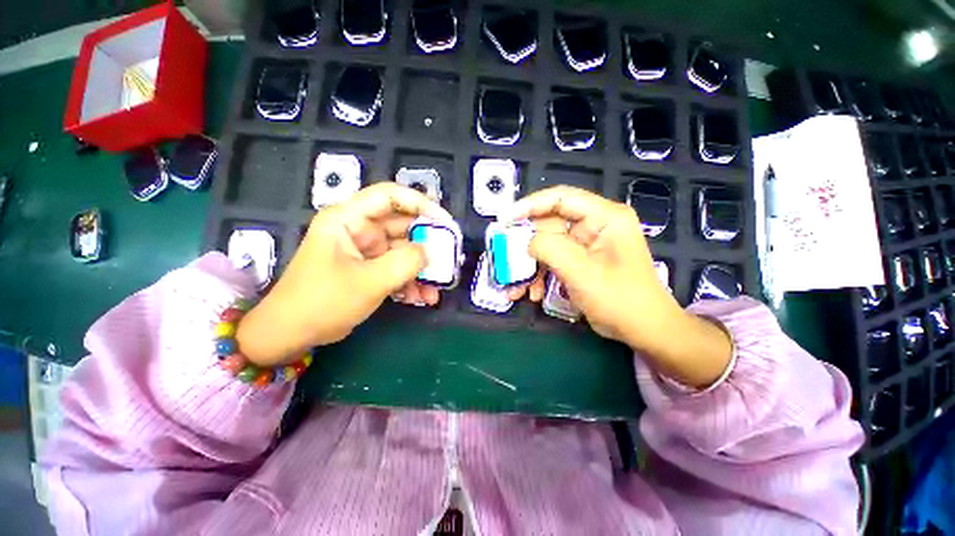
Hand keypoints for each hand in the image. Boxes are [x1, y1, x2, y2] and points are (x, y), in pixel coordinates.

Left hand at [236, 183, 450, 366]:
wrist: (292, 334)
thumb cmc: (323, 302)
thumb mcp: (368, 282)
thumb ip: (405, 262)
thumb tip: (429, 252)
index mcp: (348, 219)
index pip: (390, 196)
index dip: (421, 204)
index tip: (444, 223)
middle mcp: (358, 229)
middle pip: (402, 226)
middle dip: (426, 245)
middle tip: (448, 261)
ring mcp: (365, 250)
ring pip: (403, 250)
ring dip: (421, 270)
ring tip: (434, 292)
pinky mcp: (369, 268)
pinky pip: (397, 267)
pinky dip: (410, 281)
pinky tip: (419, 299)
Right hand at [501, 186, 731, 388]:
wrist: (643, 330)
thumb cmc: (620, 300)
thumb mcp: (582, 273)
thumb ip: (550, 249)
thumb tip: (527, 241)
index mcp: (604, 217)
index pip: (561, 198)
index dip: (529, 205)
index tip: (505, 220)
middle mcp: (594, 224)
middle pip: (550, 224)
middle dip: (526, 245)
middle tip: (505, 258)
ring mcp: (586, 244)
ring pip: (548, 245)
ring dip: (530, 266)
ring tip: (517, 287)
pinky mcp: (580, 260)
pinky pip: (553, 260)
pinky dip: (540, 275)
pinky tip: (533, 293)